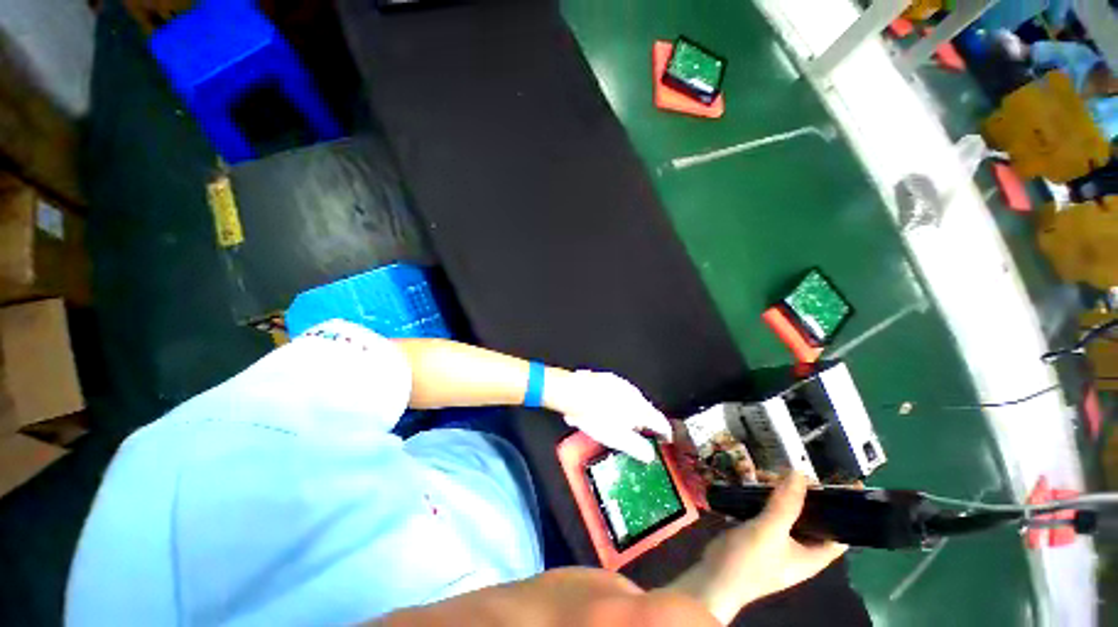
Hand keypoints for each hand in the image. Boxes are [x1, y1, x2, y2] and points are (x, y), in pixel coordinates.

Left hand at [545, 370, 671, 462]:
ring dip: (630, 410)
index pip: (661, 422)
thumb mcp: (616, 438)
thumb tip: (648, 455)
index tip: (665, 438)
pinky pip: (618, 392)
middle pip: (646, 410)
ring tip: (617, 421)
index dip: (665, 433)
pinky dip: (617, 401)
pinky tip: (605, 407)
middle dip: (644, 422)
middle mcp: (633, 394)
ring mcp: (621, 384)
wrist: (573, 392)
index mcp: (640, 409)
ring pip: (632, 400)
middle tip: (638, 434)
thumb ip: (636, 447)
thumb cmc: (593, 415)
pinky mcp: (608, 378)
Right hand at [668, 473, 846, 622]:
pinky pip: (769, 514)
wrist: (715, 576)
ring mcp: (778, 543)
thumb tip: (801, 473)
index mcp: (813, 556)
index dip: (842, 510)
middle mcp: (800, 550)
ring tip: (770, 474)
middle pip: (812, 520)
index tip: (837, 483)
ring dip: (782, 495)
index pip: (839, 532)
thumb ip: (786, 503)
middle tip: (792, 471)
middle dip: (805, 496)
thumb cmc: (750, 560)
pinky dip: (766, 499)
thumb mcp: (769, 530)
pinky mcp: (759, 537)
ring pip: (788, 514)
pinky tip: (755, 485)